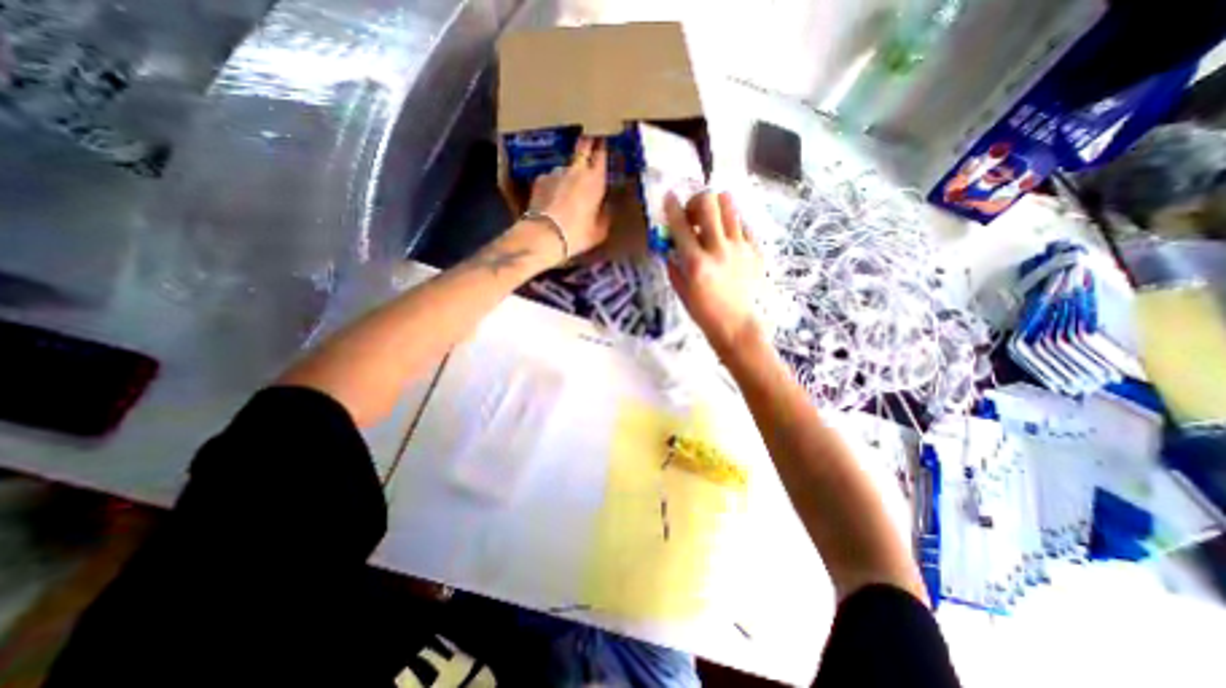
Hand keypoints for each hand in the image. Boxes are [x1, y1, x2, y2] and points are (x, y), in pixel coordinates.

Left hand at [526, 138, 612, 259]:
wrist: (544, 235)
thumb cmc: (577, 234)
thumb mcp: (599, 231)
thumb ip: (604, 215)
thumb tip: (605, 208)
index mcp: (595, 180)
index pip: (601, 155)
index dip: (603, 146)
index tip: (604, 140)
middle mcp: (576, 170)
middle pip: (582, 147)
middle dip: (587, 143)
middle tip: (589, 141)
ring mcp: (555, 172)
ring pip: (565, 166)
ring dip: (568, 172)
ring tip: (567, 188)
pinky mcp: (539, 180)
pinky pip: (551, 178)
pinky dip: (554, 184)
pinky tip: (552, 198)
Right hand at [667, 191, 761, 358]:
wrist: (737, 325)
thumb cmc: (704, 312)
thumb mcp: (681, 291)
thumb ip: (674, 265)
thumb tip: (670, 246)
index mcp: (696, 262)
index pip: (680, 224)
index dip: (672, 206)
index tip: (669, 196)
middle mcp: (718, 249)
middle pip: (708, 203)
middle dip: (696, 200)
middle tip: (694, 213)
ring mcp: (740, 248)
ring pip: (730, 206)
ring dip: (717, 206)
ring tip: (713, 218)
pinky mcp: (755, 250)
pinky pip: (744, 224)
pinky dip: (733, 224)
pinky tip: (728, 236)